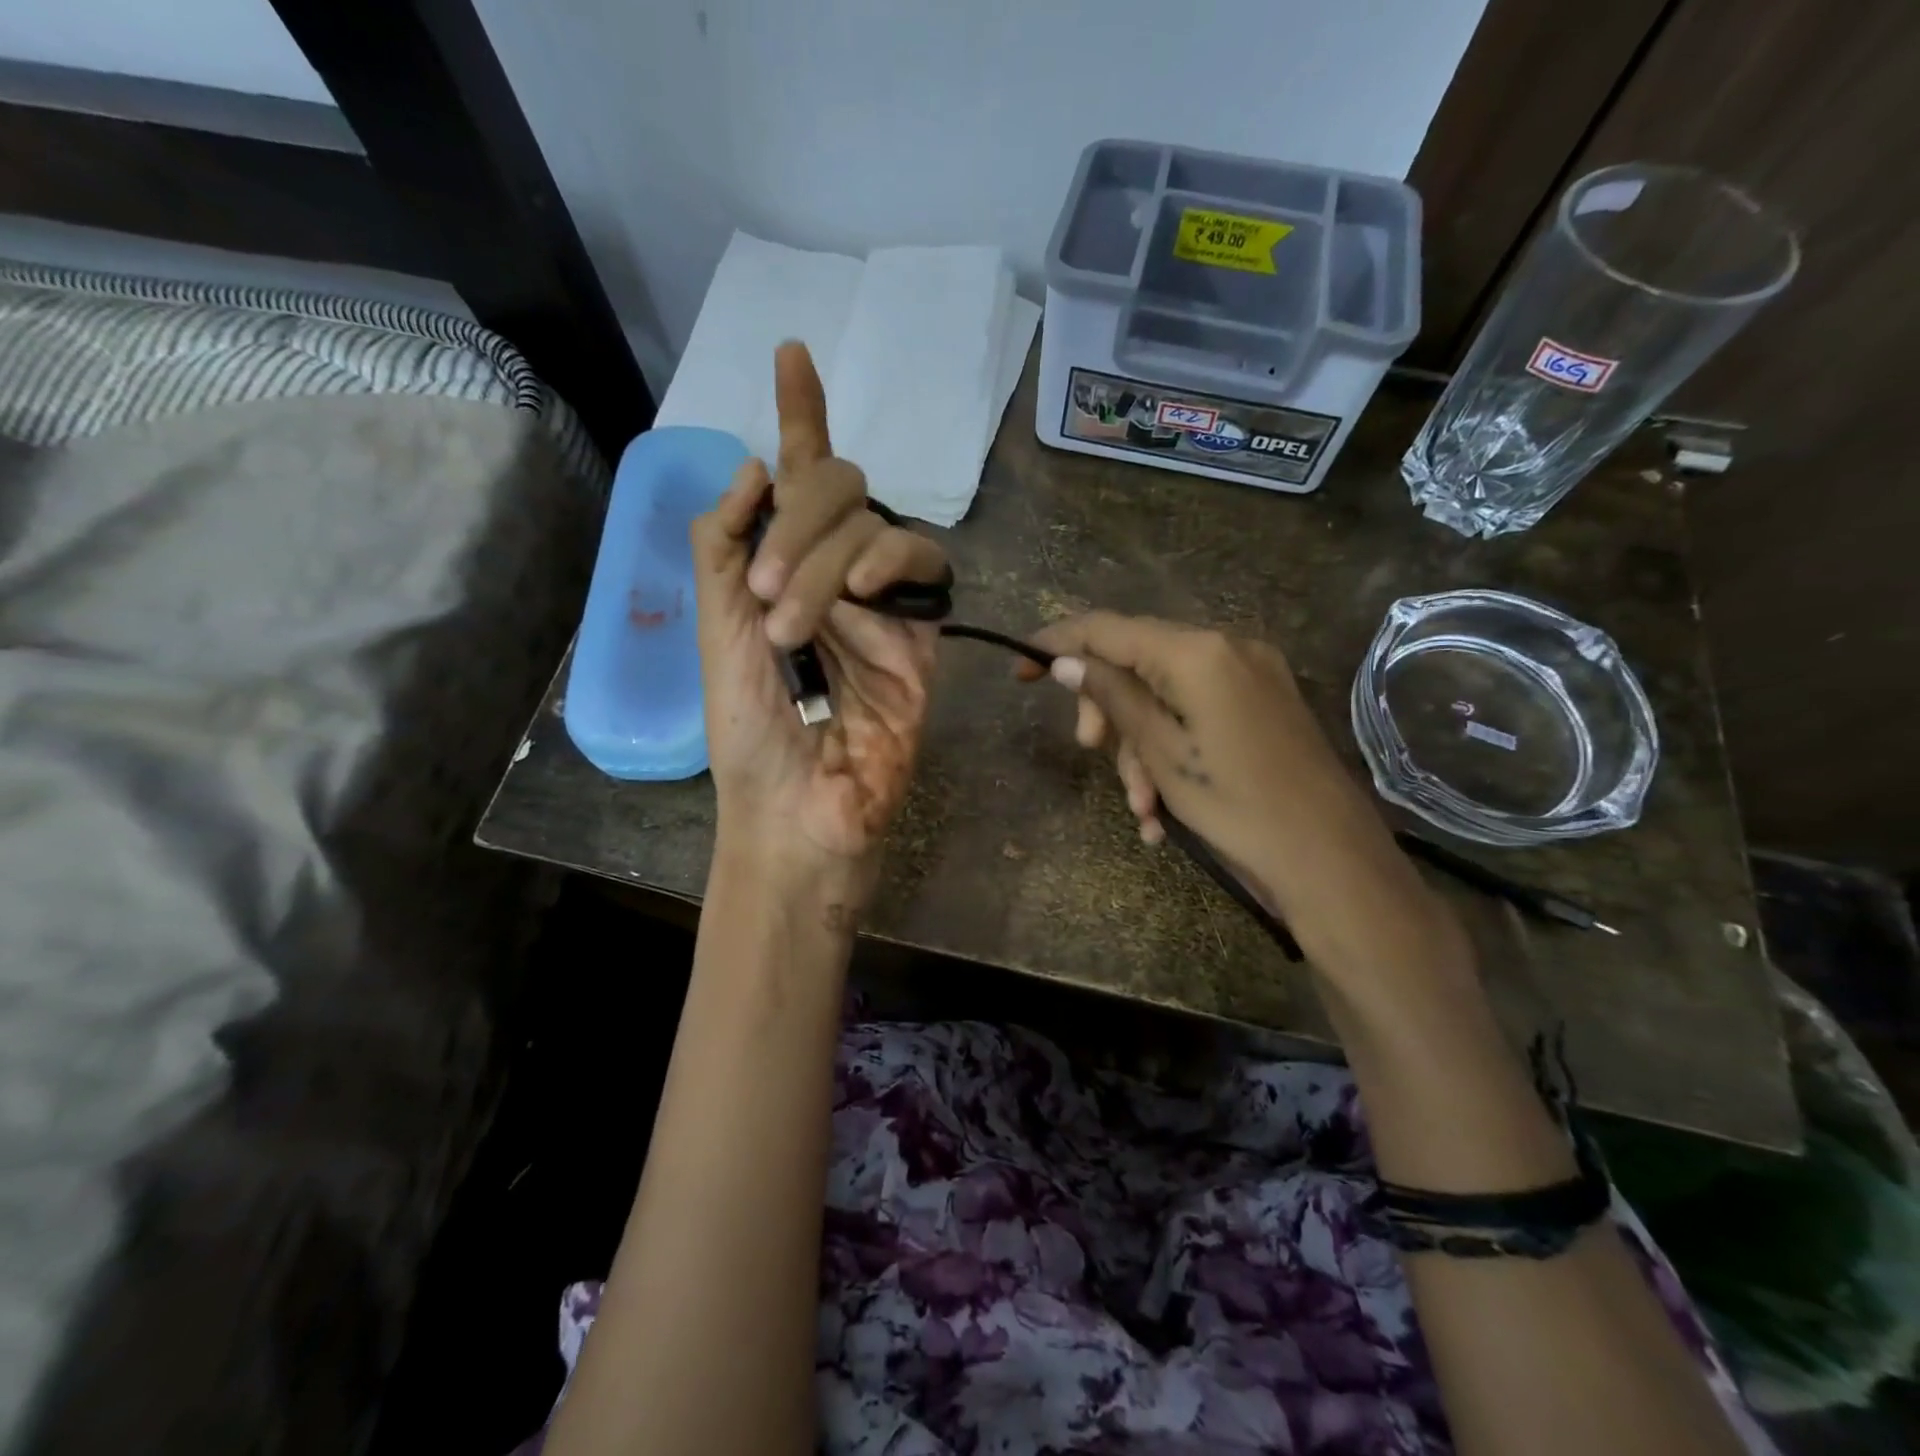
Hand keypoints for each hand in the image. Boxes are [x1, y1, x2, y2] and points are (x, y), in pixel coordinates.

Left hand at [691, 343, 945, 901]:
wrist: (800, 804)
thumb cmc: (749, 731)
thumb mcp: (715, 629)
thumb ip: (726, 544)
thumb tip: (760, 465)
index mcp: (780, 568)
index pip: (794, 478)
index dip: (799, 416)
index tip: (791, 352)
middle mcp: (833, 572)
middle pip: (834, 488)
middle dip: (798, 522)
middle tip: (768, 594)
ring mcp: (881, 599)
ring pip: (870, 522)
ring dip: (826, 560)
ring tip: (797, 628)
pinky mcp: (923, 629)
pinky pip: (921, 561)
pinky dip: (889, 561)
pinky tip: (866, 596)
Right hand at [1022, 612, 1407, 929]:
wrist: (1329, 859)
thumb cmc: (1236, 805)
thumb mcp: (1160, 751)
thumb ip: (1110, 695)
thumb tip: (1065, 661)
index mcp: (1197, 651)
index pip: (1108, 628)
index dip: (1057, 643)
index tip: (1021, 671)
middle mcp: (1226, 646)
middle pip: (1136, 660)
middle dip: (1108, 710)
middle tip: (1089, 751)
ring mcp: (1250, 674)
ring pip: (1165, 693)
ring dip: (1140, 745)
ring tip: (1141, 808)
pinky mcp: (1263, 702)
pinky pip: (1197, 711)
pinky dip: (1173, 748)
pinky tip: (1164, 807)